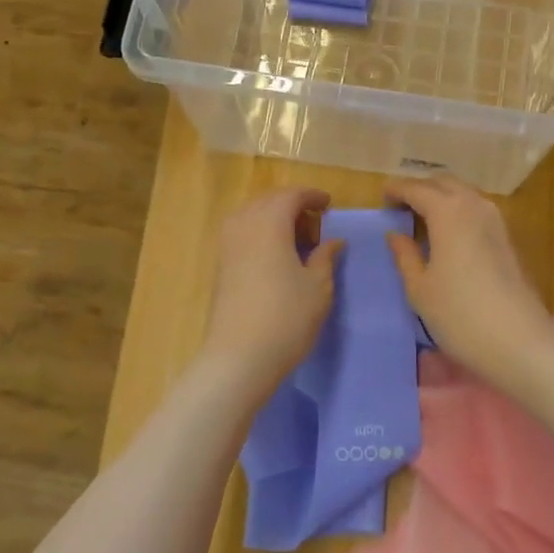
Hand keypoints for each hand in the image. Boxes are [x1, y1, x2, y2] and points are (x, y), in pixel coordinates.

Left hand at [198, 187, 345, 404]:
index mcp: (270, 222)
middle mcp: (243, 225)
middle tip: (315, 224)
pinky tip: (276, 257)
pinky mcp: (220, 265)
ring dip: (274, 219)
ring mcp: (227, 245)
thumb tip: (333, 241)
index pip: (291, 195)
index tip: (329, 205)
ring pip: (252, 216)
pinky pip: (242, 233)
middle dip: (292, 205)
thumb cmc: (287, 317)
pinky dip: (260, 234)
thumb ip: (325, 257)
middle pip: (268, 201)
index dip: (312, 196)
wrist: (239, 357)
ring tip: (297, 241)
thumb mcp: (318, 287)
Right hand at [383, 175, 553, 391]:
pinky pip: (477, 209)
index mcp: (448, 212)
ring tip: (422, 216)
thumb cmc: (459, 315)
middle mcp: (474, 206)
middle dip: (421, 188)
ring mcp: (496, 221)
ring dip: (442, 197)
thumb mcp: (420, 288)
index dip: (397, 189)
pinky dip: (458, 210)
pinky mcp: (508, 238)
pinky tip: (448, 232)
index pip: (417, 189)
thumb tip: (394, 234)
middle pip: (444, 183)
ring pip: (464, 194)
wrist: (519, 341)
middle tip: (400, 204)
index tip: (382, 195)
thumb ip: (404, 255)